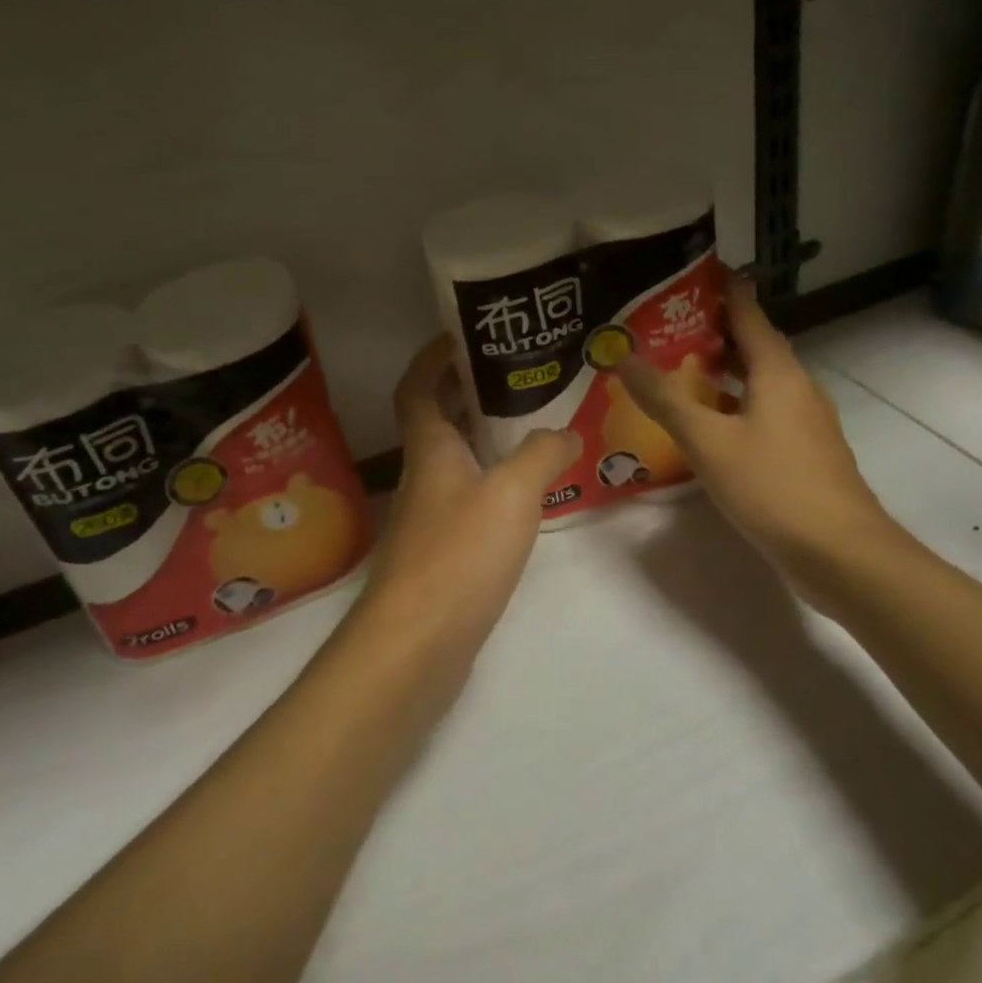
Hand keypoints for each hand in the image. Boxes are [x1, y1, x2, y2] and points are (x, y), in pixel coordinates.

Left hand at [354, 335, 579, 663]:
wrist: (414, 647)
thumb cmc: (458, 555)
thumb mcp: (511, 494)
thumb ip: (541, 454)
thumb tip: (567, 432)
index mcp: (430, 447)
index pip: (417, 386)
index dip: (432, 357)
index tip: (462, 336)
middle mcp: (424, 474)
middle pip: (438, 418)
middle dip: (467, 390)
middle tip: (515, 374)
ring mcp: (429, 515)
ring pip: (456, 458)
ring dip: (484, 436)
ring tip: (531, 423)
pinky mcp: (441, 552)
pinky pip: (468, 497)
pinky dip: (492, 481)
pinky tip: (526, 491)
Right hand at [617, 278, 896, 596]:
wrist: (843, 556)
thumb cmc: (774, 486)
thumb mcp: (707, 441)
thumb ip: (664, 398)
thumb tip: (622, 357)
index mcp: (777, 370)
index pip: (747, 311)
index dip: (721, 288)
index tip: (690, 270)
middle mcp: (796, 385)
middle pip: (753, 343)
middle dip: (712, 329)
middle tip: (665, 322)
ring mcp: (805, 420)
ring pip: (759, 379)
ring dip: (723, 368)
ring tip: (678, 367)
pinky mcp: (805, 451)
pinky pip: (764, 409)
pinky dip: (734, 402)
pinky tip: (707, 422)